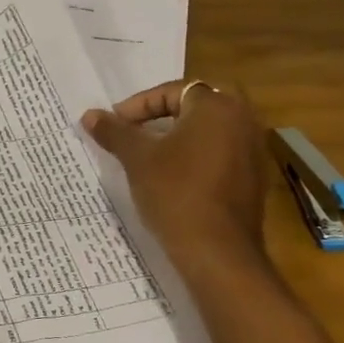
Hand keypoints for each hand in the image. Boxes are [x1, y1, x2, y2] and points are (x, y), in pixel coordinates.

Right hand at [82, 79, 268, 271]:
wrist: (217, 251)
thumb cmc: (175, 193)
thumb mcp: (137, 159)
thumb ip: (114, 132)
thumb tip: (89, 114)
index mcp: (216, 107)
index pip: (172, 91)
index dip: (139, 105)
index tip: (116, 124)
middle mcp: (243, 120)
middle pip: (195, 106)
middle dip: (163, 115)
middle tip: (135, 130)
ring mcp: (253, 150)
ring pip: (210, 130)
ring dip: (179, 136)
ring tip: (149, 154)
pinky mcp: (254, 178)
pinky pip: (221, 153)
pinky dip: (196, 156)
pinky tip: (173, 177)